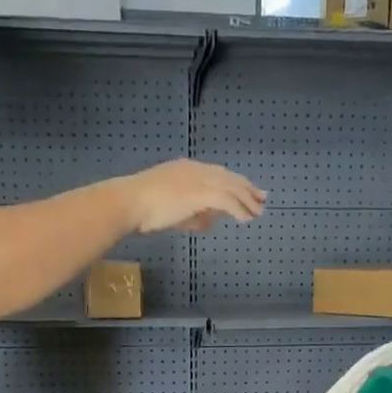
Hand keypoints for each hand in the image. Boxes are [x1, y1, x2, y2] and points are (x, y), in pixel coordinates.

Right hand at [119, 160, 265, 233]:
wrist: (129, 203)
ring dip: (246, 200)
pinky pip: (225, 200)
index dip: (234, 182)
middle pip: (228, 177)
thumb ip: (192, 215)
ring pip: (230, 187)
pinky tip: (245, 219)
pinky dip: (238, 209)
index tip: (247, 191)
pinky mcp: (198, 193)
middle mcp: (195, 170)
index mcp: (186, 169)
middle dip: (246, 188)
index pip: (217, 174)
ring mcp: (197, 180)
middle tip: (262, 198)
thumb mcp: (171, 212)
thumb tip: (208, 223)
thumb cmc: (142, 209)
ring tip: (258, 212)